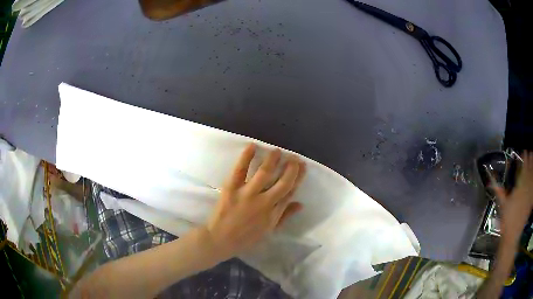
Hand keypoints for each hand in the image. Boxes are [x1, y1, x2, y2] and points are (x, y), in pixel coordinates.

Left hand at [202, 143, 305, 260]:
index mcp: (273, 213)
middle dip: (291, 168)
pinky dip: (246, 157)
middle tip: (294, 157)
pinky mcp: (231, 188)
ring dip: (272, 159)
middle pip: (282, 182)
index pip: (290, 192)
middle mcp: (264, 202)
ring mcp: (247, 194)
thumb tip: (300, 204)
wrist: (220, 239)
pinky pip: (240, 170)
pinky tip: (252, 146)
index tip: (302, 166)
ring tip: (277, 150)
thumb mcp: (269, 230)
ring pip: (264, 173)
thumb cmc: (245, 237)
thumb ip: (284, 216)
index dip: (298, 177)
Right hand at [492, 152, 532, 237]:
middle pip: (528, 171)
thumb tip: (490, 180)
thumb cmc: (506, 221)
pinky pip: (532, 190)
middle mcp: (525, 189)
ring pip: (531, 178)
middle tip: (530, 152)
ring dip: (532, 169)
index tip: (524, 151)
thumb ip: (499, 191)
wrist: (512, 236)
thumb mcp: (502, 205)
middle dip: (529, 161)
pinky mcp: (530, 202)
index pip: (522, 170)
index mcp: (518, 188)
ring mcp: (528, 195)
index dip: (524, 159)